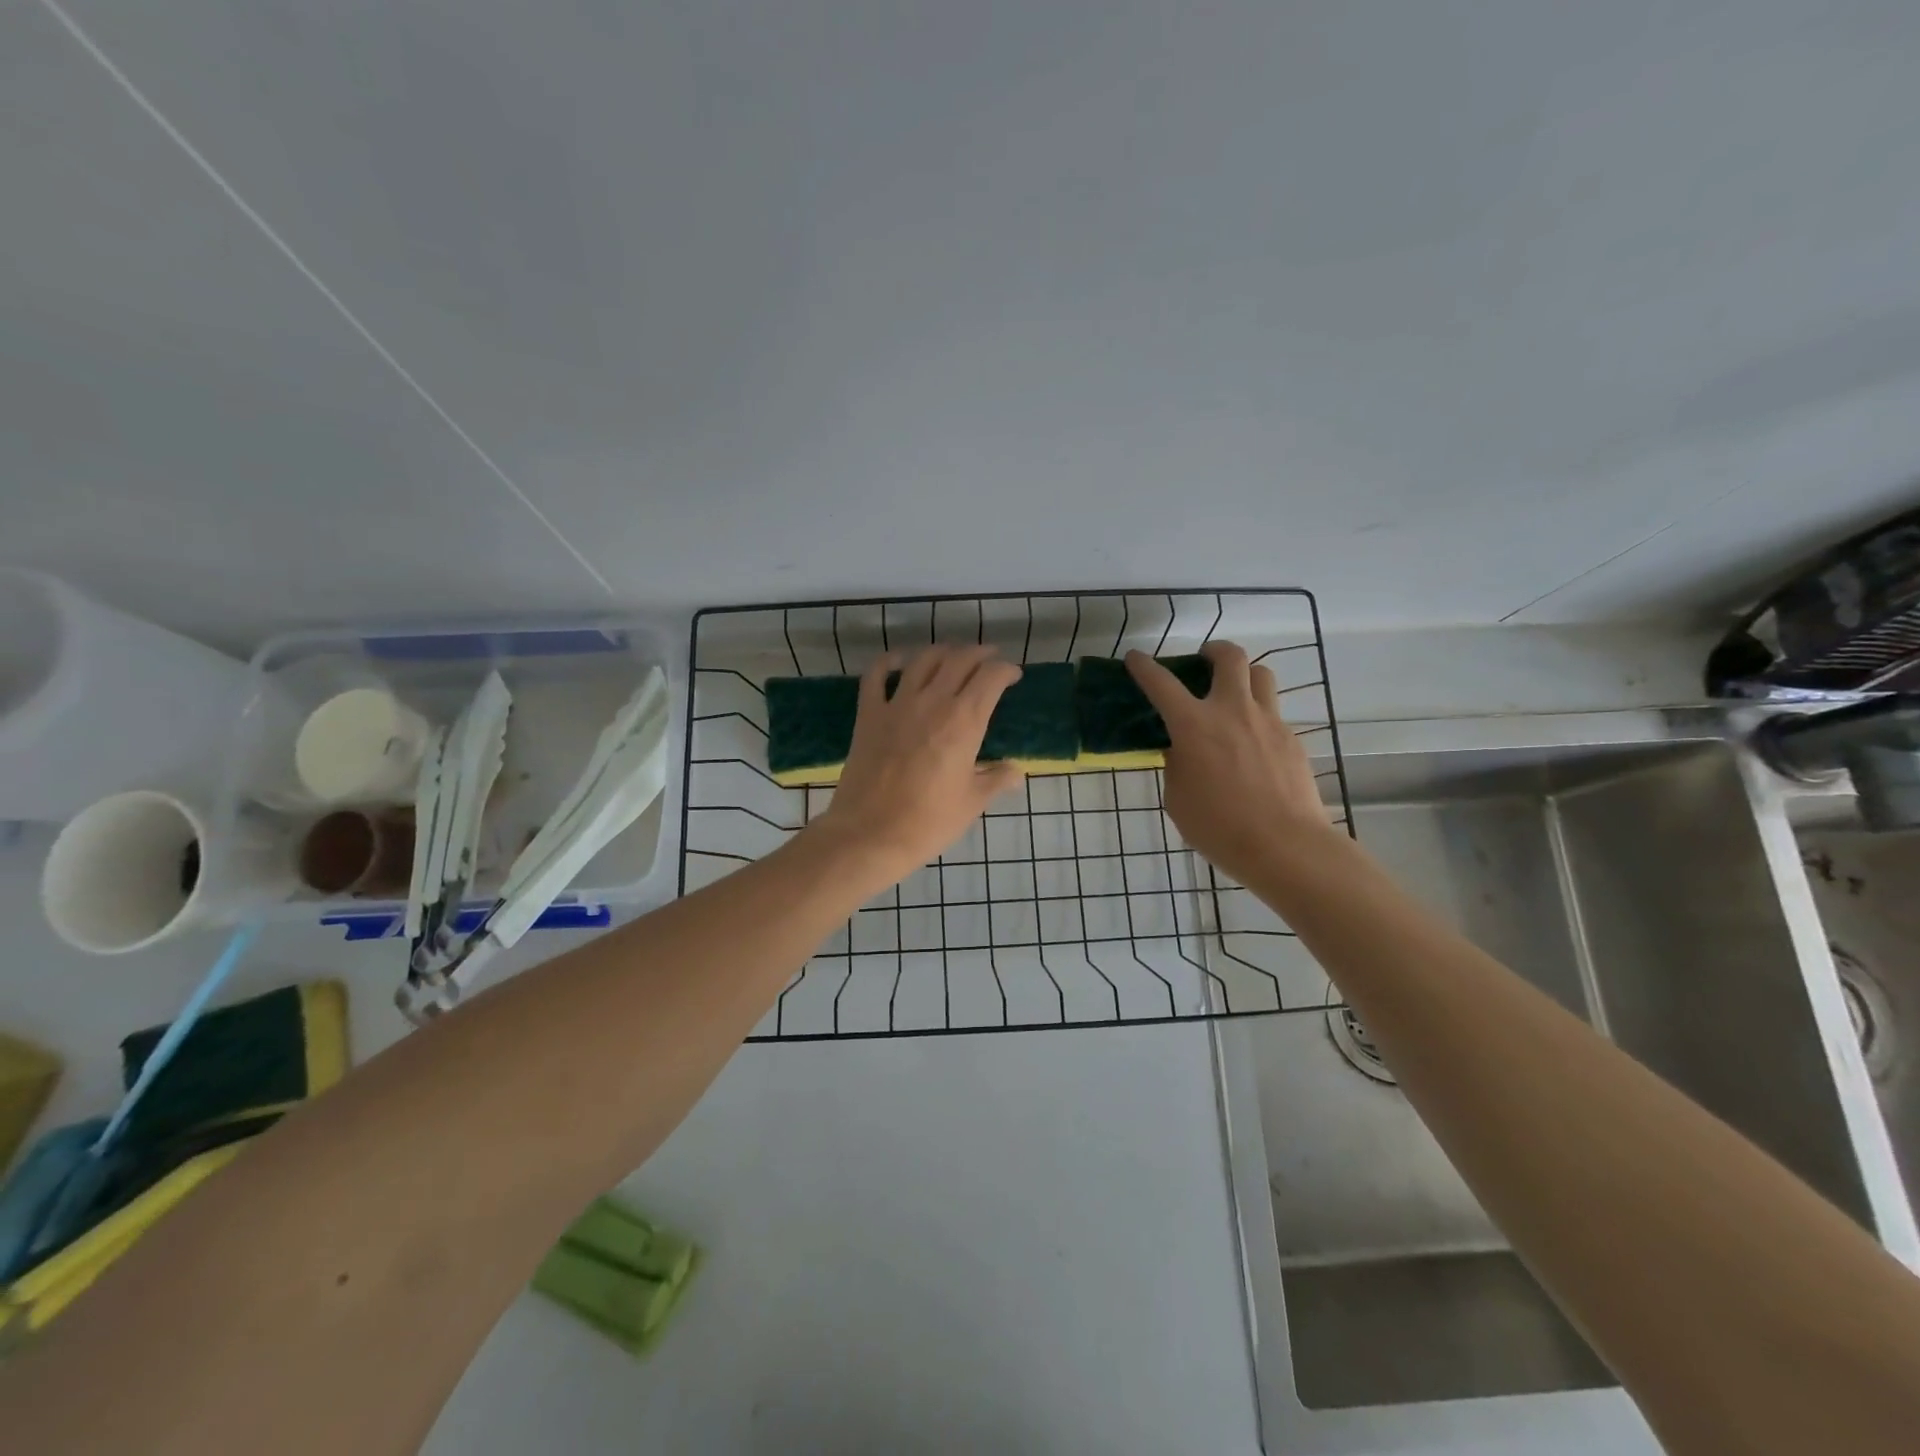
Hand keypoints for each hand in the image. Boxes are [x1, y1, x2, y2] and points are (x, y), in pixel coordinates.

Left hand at [812, 645, 1024, 890]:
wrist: (871, 834)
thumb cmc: (929, 822)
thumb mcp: (972, 803)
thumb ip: (996, 780)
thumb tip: (1016, 771)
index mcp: (964, 721)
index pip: (991, 678)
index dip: (1006, 670)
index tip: (1012, 676)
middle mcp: (933, 702)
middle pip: (959, 659)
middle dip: (979, 654)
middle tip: (989, 659)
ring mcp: (897, 704)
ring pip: (923, 659)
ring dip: (942, 651)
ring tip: (953, 656)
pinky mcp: (869, 714)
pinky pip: (876, 675)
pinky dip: (889, 661)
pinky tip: (899, 661)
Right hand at [1126, 641, 1335, 882]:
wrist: (1285, 845)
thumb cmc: (1219, 827)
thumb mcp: (1178, 798)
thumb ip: (1177, 764)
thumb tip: (1183, 750)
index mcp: (1194, 725)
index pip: (1161, 683)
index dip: (1144, 667)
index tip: (1135, 658)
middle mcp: (1232, 711)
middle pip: (1229, 657)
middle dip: (1213, 650)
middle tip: (1203, 660)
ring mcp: (1268, 722)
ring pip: (1261, 674)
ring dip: (1244, 675)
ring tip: (1234, 692)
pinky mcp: (1292, 739)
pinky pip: (1274, 713)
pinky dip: (1258, 716)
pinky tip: (1253, 744)